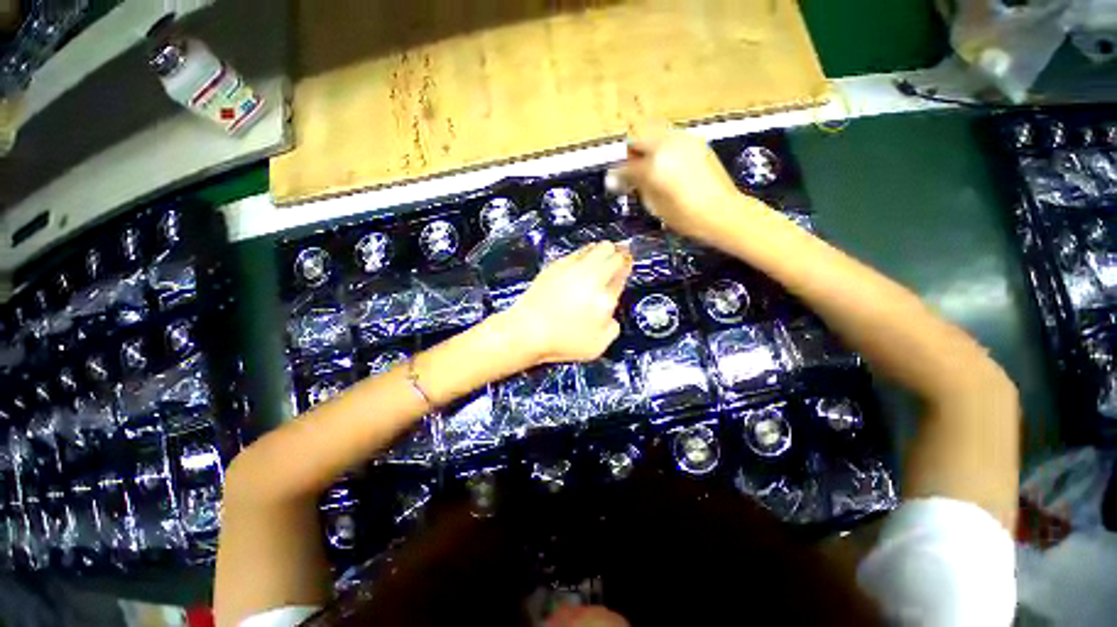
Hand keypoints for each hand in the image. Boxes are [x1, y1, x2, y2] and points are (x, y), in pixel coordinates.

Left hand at [503, 241, 631, 364]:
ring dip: (602, 249)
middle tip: (620, 255)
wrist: (528, 330)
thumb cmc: (564, 341)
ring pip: (593, 247)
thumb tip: (611, 313)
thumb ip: (612, 327)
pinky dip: (584, 253)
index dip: (627, 265)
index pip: (621, 271)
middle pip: (610, 252)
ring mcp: (571, 268)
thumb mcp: (598, 345)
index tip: (628, 264)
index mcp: (604, 295)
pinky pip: (576, 252)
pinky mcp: (555, 266)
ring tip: (604, 253)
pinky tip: (582, 260)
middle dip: (618, 252)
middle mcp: (590, 276)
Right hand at [608, 124, 747, 243]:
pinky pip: (671, 139)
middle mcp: (668, 145)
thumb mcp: (655, 205)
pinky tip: (667, 165)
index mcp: (654, 165)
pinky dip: (663, 148)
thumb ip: (638, 186)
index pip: (626, 166)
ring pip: (656, 134)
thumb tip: (621, 177)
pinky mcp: (697, 142)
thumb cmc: (686, 216)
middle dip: (631, 153)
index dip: (617, 175)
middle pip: (639, 138)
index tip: (613, 181)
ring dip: (647, 148)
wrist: (723, 212)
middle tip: (631, 171)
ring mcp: (684, 140)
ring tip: (649, 168)